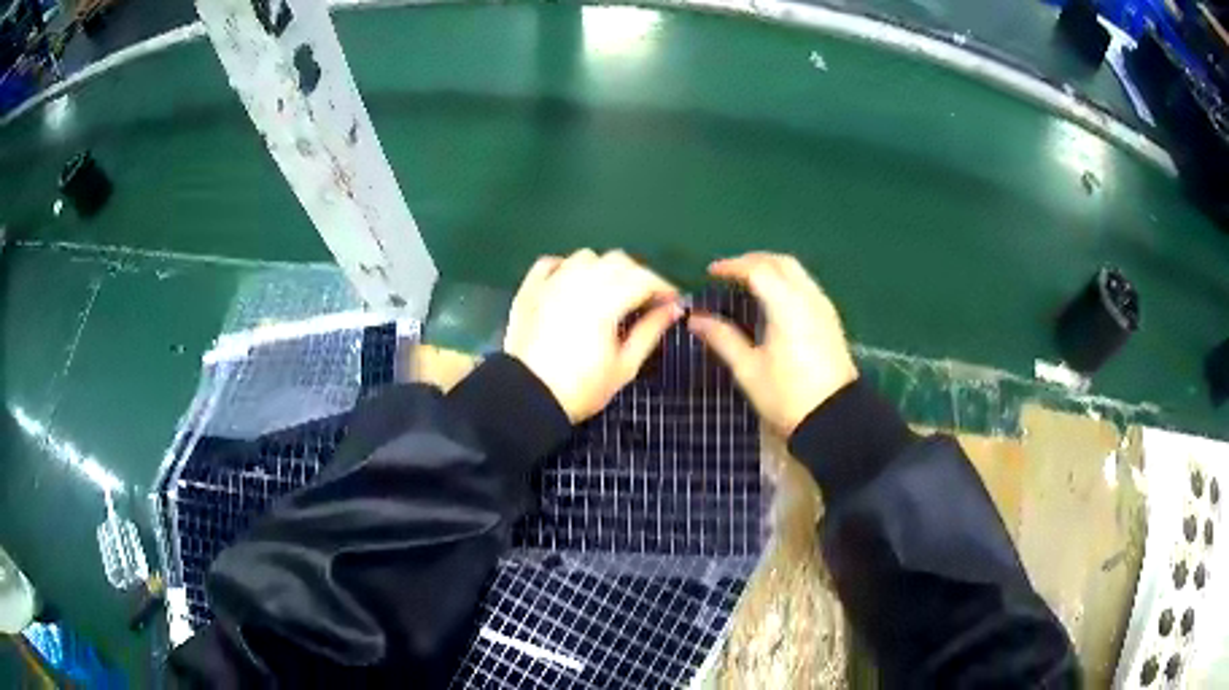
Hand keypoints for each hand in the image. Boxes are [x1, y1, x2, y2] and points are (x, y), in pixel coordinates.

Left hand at [505, 249, 681, 422]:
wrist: (527, 398)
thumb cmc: (582, 388)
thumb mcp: (624, 366)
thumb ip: (650, 332)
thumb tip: (673, 309)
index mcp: (605, 301)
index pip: (643, 279)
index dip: (663, 287)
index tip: (672, 302)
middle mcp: (579, 282)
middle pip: (618, 261)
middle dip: (637, 275)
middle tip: (645, 299)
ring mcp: (551, 282)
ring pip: (586, 257)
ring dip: (603, 268)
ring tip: (609, 291)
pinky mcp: (529, 289)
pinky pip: (551, 262)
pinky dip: (567, 267)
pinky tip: (573, 283)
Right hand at [688, 252, 857, 434]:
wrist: (834, 419)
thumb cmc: (787, 396)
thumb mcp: (748, 370)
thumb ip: (722, 338)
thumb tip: (696, 319)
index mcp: (787, 306)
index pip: (758, 270)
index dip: (732, 266)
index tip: (711, 273)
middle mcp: (809, 298)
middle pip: (781, 262)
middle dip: (753, 260)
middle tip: (729, 272)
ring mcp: (823, 307)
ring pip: (797, 271)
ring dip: (771, 267)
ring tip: (748, 281)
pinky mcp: (830, 319)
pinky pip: (806, 285)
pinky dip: (786, 280)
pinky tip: (773, 298)